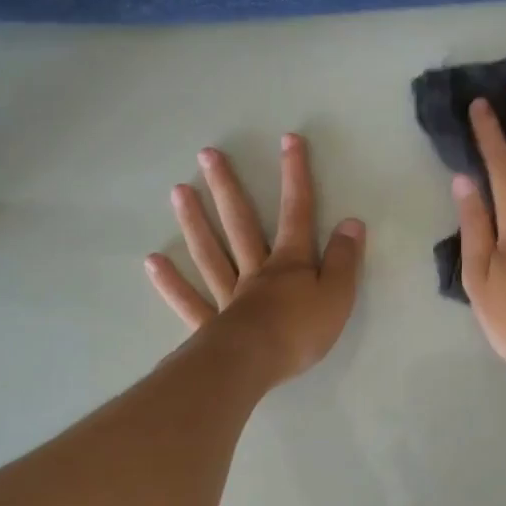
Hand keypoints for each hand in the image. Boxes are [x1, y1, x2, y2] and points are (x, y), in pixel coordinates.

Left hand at [145, 133, 364, 384]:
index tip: (288, 140)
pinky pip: (189, 300)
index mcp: (289, 263)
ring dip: (195, 221)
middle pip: (240, 223)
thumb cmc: (300, 331)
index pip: (297, 212)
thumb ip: (345, 260)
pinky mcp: (211, 324)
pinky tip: (153, 263)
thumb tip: (352, 223)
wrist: (254, 365)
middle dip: (228, 187)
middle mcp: (255, 270)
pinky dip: (171, 283)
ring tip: (178, 191)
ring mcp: (228, 295)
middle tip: (207, 155)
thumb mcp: (338, 295)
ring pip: (210, 252)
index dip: (295, 176)